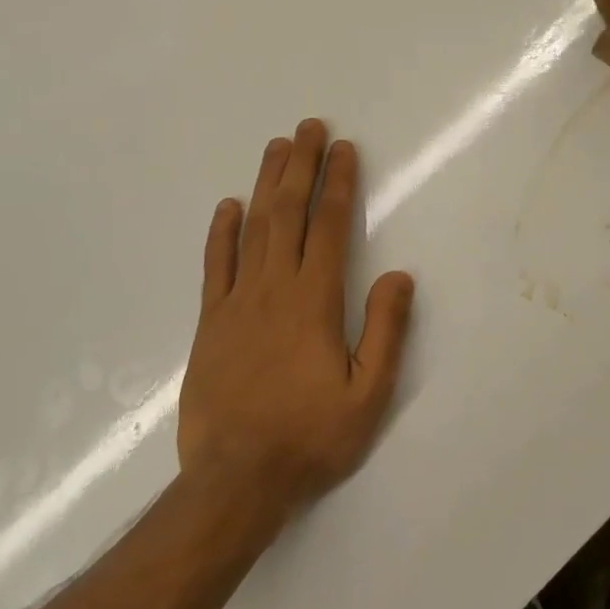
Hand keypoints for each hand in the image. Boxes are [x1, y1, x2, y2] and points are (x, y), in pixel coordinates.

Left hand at [177, 120, 414, 518]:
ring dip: (266, 184)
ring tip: (276, 147)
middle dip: (301, 165)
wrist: (235, 482)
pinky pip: (215, 267)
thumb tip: (399, 275)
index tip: (344, 148)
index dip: (338, 182)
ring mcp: (236, 303)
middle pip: (288, 212)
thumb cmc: (310, 437)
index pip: (328, 225)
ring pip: (252, 229)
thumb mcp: (368, 395)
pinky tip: (227, 206)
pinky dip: (221, 233)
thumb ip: (386, 331)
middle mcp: (273, 288)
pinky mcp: (210, 323)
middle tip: (309, 126)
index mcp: (314, 300)